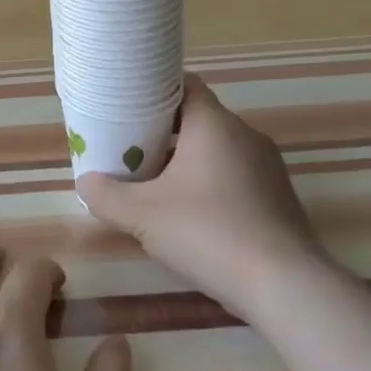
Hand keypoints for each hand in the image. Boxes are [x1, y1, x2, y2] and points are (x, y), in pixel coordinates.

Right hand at [79, 73, 317, 316]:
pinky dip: (210, 182)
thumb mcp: (143, 216)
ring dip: (186, 159)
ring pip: (217, 149)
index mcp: (214, 124)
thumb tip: (85, 182)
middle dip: (163, 130)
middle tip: (129, 146)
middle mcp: (245, 135)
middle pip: (197, 117)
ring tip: (153, 181)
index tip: (126, 103)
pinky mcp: (278, 197)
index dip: (153, 88)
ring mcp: (267, 167)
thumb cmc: (209, 233)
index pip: (183, 83)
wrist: (286, 287)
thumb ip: (107, 196)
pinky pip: (235, 175)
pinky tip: (191, 213)